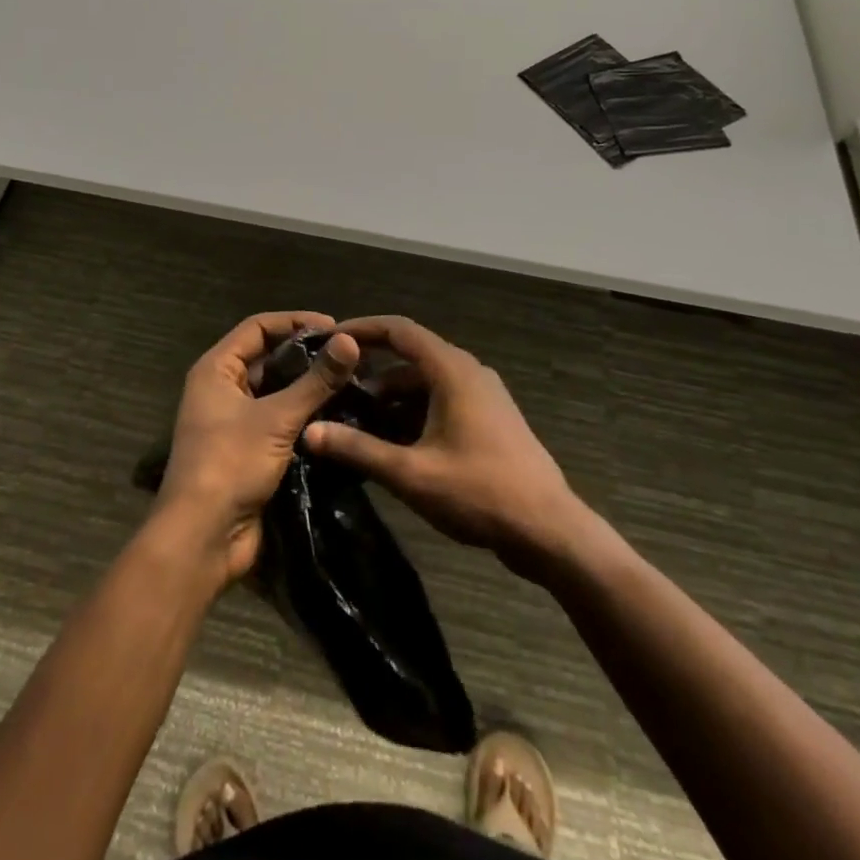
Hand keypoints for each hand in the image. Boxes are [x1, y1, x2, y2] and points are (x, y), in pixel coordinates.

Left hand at [156, 312, 359, 586]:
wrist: (202, 539)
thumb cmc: (230, 464)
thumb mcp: (276, 419)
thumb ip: (315, 381)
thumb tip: (351, 341)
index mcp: (217, 370)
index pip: (258, 327)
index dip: (295, 321)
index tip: (335, 327)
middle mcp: (223, 389)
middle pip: (269, 358)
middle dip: (307, 356)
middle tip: (350, 358)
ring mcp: (235, 422)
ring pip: (278, 392)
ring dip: (309, 388)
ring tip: (352, 384)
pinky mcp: (250, 451)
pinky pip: (281, 422)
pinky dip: (306, 417)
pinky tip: (339, 417)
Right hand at [303, 316, 584, 572]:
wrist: (550, 531)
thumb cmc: (480, 492)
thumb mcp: (411, 474)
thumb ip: (358, 450)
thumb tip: (309, 432)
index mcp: (452, 370)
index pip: (399, 329)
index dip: (362, 328)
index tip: (329, 339)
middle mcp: (468, 372)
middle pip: (411, 355)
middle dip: (371, 369)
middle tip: (334, 385)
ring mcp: (483, 395)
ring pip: (426, 382)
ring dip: (392, 396)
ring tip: (355, 419)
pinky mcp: (489, 419)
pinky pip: (442, 400)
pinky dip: (413, 411)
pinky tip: (391, 442)